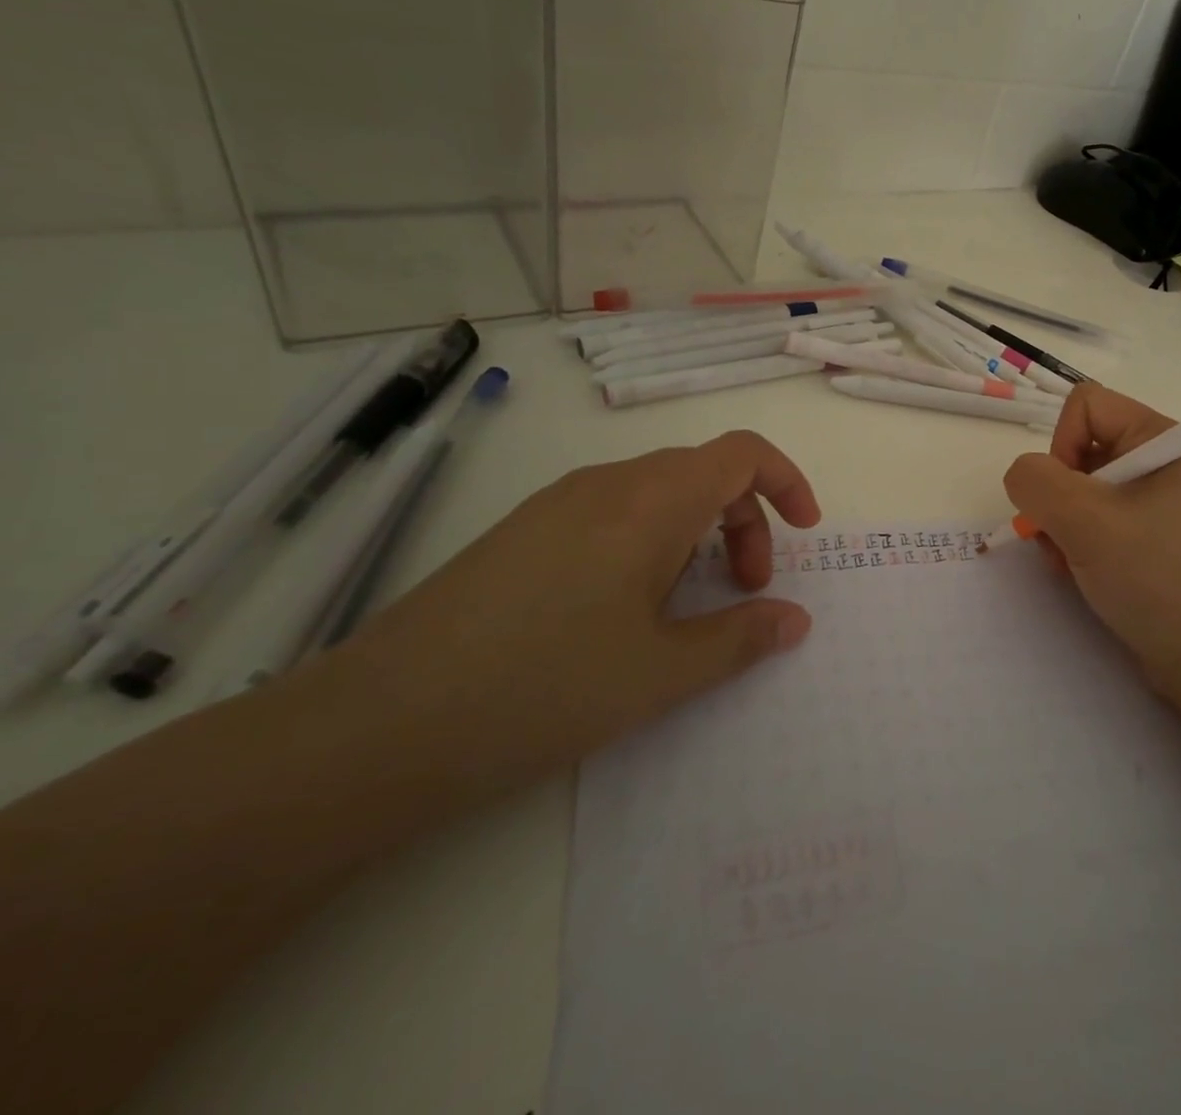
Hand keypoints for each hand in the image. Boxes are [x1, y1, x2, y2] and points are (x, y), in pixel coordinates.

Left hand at [353, 430, 821, 778]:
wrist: (375, 727)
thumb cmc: (542, 689)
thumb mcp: (661, 673)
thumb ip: (741, 638)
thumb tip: (795, 620)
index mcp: (650, 502)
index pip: (741, 453)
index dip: (786, 482)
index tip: (804, 534)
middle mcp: (606, 485)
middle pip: (703, 473)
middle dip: (745, 522)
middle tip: (744, 590)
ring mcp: (557, 504)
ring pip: (657, 493)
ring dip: (696, 534)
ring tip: (684, 607)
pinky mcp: (522, 531)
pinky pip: (612, 513)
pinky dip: (650, 542)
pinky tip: (622, 611)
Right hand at [1003, 385, 1180, 712]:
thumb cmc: (1158, 579)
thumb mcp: (1087, 521)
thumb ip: (1036, 482)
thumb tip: (1023, 477)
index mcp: (1160, 440)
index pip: (1085, 406)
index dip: (1061, 444)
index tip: (1068, 498)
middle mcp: (1160, 462)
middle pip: (1079, 448)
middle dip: (1057, 495)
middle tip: (1062, 538)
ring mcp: (1156, 503)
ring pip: (1080, 489)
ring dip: (1061, 525)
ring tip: (1072, 563)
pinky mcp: (1149, 539)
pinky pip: (1095, 521)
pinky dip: (1077, 544)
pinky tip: (1082, 575)